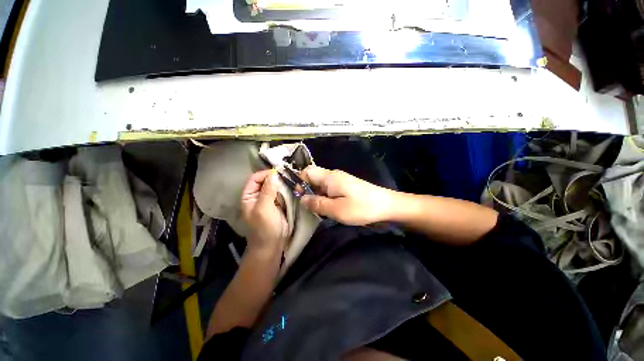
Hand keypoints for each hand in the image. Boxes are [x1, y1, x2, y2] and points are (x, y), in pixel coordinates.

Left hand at [241, 170, 288, 253]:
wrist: (273, 244)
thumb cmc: (264, 227)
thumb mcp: (264, 208)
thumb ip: (268, 191)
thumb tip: (274, 173)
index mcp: (249, 195)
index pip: (255, 178)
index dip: (266, 174)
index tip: (279, 172)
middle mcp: (259, 195)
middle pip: (267, 180)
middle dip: (277, 177)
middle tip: (289, 174)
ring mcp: (270, 199)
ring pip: (276, 186)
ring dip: (284, 183)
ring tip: (293, 179)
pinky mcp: (280, 203)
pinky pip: (283, 192)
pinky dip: (288, 189)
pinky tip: (295, 187)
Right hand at [300, 165, 394, 225]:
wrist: (386, 206)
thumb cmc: (361, 207)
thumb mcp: (337, 210)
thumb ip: (317, 204)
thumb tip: (302, 199)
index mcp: (329, 177)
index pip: (307, 171)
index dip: (299, 181)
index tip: (299, 196)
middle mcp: (333, 175)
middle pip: (313, 178)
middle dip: (307, 191)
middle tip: (309, 206)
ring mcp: (340, 180)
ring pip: (321, 185)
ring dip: (317, 196)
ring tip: (318, 210)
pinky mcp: (346, 186)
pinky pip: (329, 189)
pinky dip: (325, 197)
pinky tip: (328, 208)